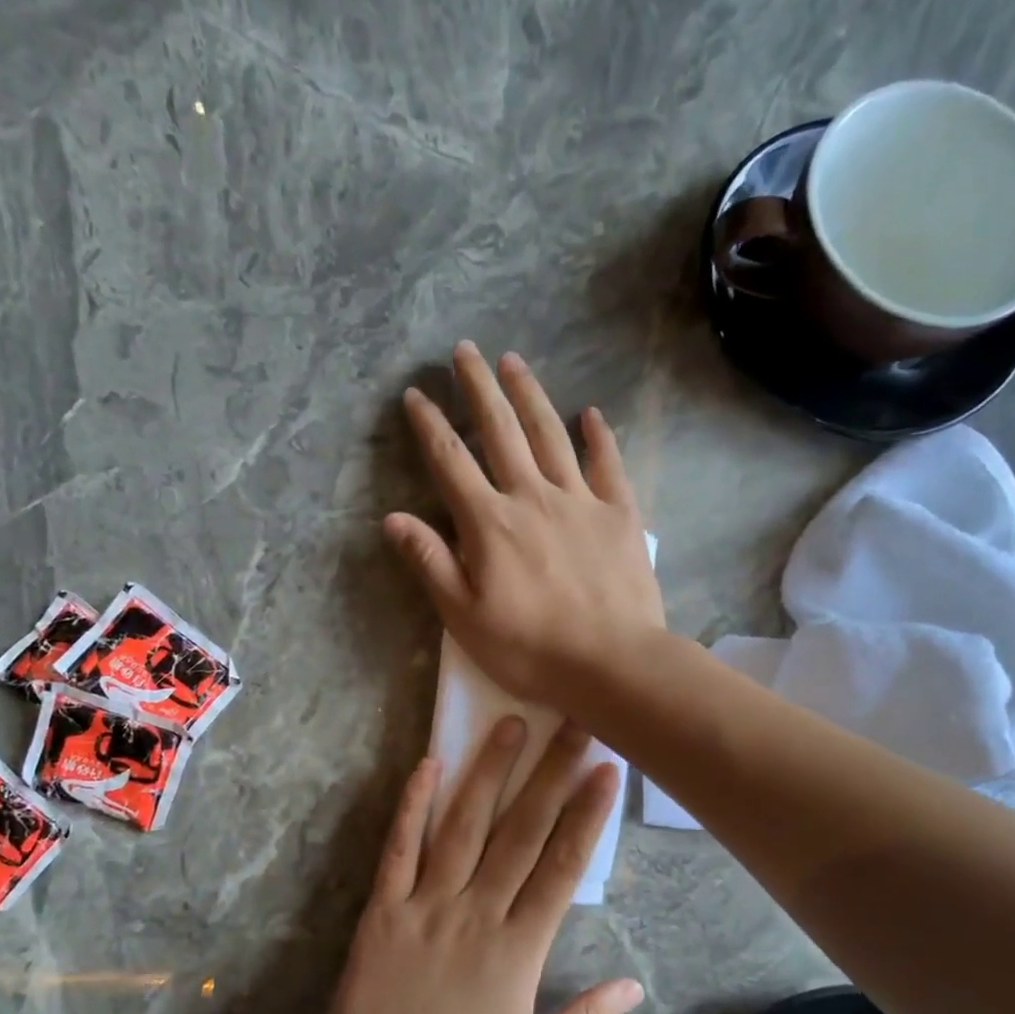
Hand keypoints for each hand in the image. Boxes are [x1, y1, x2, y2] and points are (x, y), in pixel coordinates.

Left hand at [307, 717, 644, 1013]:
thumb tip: (634, 984)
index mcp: (519, 949)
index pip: (563, 867)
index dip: (588, 814)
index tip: (607, 769)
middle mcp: (477, 912)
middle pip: (522, 831)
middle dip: (551, 773)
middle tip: (573, 723)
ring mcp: (426, 904)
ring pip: (464, 826)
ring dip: (489, 772)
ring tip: (509, 724)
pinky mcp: (384, 907)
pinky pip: (400, 847)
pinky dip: (414, 805)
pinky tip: (429, 764)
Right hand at [384, 341, 665, 706]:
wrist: (612, 663)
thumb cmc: (530, 649)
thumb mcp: (464, 617)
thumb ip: (430, 563)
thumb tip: (394, 519)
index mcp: (489, 523)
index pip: (451, 462)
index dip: (430, 425)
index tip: (416, 394)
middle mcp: (532, 497)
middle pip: (501, 431)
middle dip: (479, 388)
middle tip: (466, 350)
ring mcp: (580, 501)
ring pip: (550, 436)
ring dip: (529, 396)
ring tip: (514, 362)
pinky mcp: (620, 514)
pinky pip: (608, 465)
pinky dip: (599, 437)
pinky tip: (591, 414)